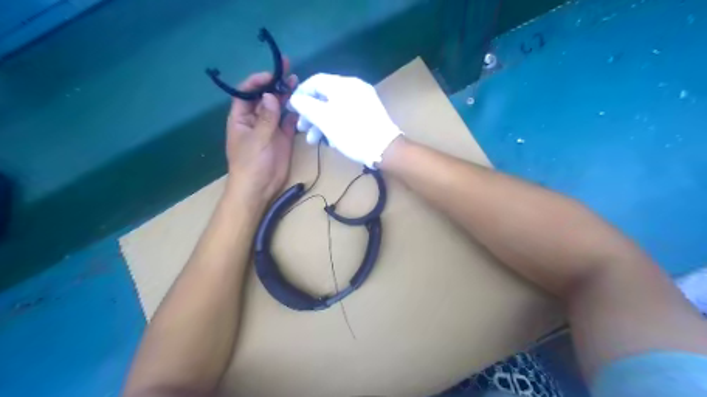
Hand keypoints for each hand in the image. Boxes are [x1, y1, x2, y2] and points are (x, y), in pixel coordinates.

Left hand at [226, 60, 297, 204]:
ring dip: (287, 96)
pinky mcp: (283, 137)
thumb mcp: (257, 139)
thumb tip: (270, 95)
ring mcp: (270, 128)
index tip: (273, 75)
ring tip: (298, 82)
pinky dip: (295, 113)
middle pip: (265, 97)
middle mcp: (256, 119)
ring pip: (279, 107)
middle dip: (275, 84)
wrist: (260, 188)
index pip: (247, 93)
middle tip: (289, 69)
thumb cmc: (251, 164)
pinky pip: (289, 121)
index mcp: (241, 117)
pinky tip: (302, 104)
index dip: (258, 81)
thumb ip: (266, 118)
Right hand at [287, 73, 401, 166]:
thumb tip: (294, 98)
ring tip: (313, 140)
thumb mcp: (325, 119)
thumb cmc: (352, 132)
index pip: (315, 81)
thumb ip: (306, 106)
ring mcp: (363, 100)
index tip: (291, 109)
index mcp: (343, 84)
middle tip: (301, 129)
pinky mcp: (369, 113)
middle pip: (325, 95)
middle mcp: (354, 87)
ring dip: (321, 122)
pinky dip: (335, 124)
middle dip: (310, 113)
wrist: (385, 149)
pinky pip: (346, 113)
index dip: (300, 94)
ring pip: (335, 107)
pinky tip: (330, 140)